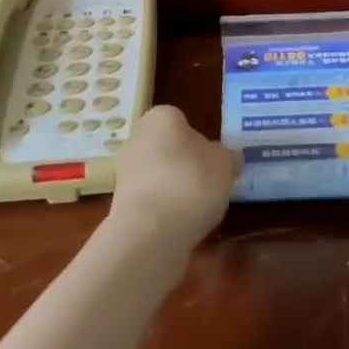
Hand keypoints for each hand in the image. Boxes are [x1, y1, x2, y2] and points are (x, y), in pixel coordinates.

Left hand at [107, 105, 237, 250]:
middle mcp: (137, 137)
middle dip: (186, 164)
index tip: (214, 162)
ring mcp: (125, 171)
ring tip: (198, 209)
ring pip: (159, 175)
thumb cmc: (190, 181)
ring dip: (175, 188)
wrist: (150, 231)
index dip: (201, 141)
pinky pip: (151, 200)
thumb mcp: (225, 164)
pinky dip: (165, 209)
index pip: (182, 121)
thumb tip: (227, 159)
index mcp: (161, 117)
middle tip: (209, 184)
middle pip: (168, 148)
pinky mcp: (121, 203)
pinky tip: (181, 224)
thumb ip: (228, 157)